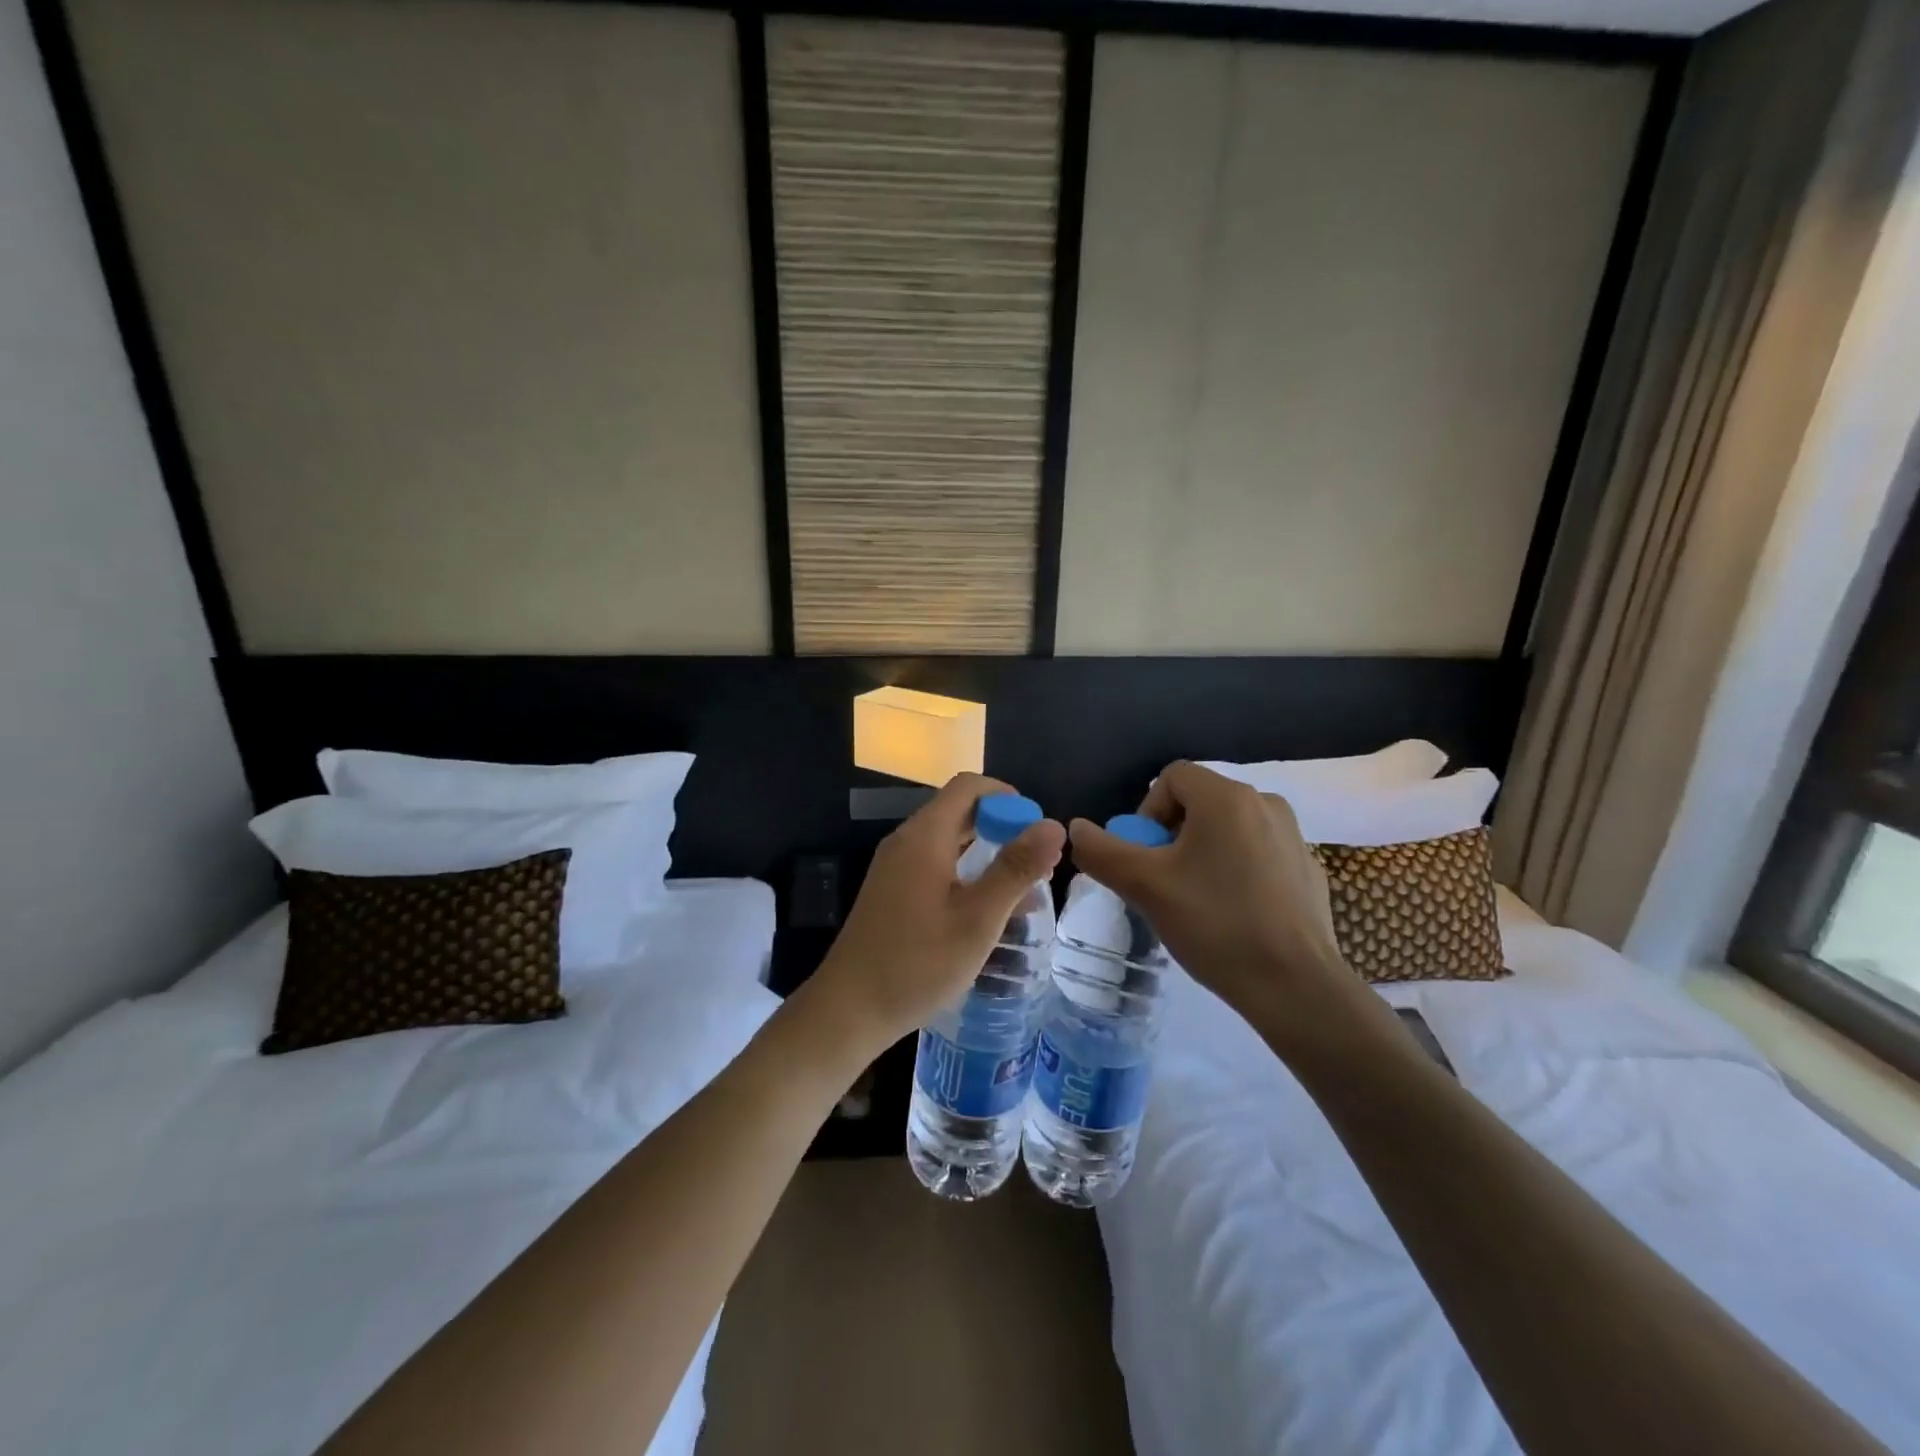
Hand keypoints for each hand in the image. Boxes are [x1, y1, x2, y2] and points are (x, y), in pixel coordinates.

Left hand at [808, 773, 1065, 1058]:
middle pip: (959, 812)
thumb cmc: (918, 963)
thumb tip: (1053, 826)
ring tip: (1026, 889)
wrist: (849, 1009)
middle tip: (1038, 861)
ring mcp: (895, 868)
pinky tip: (991, 910)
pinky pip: (936, 866)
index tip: (1036, 828)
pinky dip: (967, 874)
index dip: (1006, 797)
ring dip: (987, 854)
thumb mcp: (978, 918)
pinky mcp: (892, 893)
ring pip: (949, 842)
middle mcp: (906, 842)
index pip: (968, 786)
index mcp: (925, 837)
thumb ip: (1016, 869)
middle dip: (1002, 827)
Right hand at [1068, 762, 1368, 1030]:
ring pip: (1229, 830)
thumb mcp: (1144, 887)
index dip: (1147, 812)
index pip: (1171, 777)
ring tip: (1197, 902)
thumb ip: (1102, 851)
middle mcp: (1265, 803)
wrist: (1296, 986)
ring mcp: (1294, 837)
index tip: (1147, 859)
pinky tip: (1235, 916)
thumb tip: (1076, 828)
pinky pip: (1258, 855)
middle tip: (1165, 883)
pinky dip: (1237, 872)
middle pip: (1200, 802)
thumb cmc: (1215, 924)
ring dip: (1203, 854)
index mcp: (1227, 797)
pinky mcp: (1309, 870)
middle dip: (1172, 837)